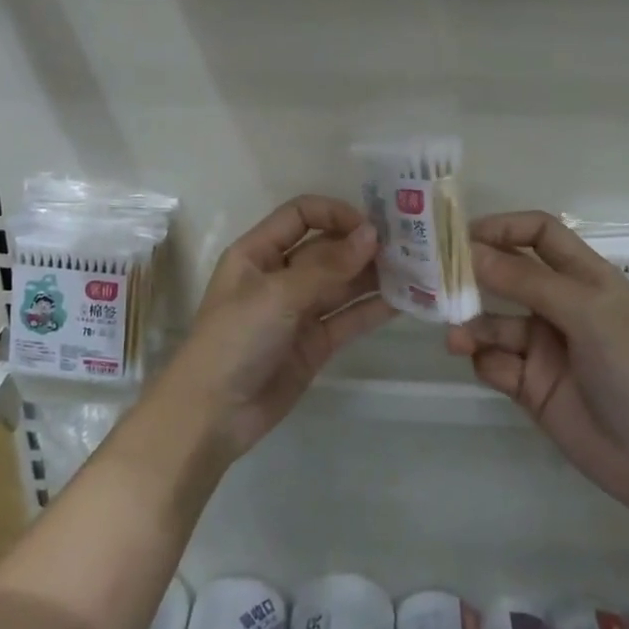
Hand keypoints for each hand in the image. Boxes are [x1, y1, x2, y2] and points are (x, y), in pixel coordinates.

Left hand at [170, 196, 394, 455]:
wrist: (212, 414)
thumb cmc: (235, 340)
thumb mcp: (277, 295)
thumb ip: (327, 266)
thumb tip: (371, 234)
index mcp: (258, 252)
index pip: (301, 215)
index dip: (335, 214)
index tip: (372, 226)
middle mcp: (280, 275)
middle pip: (327, 248)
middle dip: (362, 245)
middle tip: (409, 246)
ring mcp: (299, 310)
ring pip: (342, 283)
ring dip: (374, 276)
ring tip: (416, 270)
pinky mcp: (315, 343)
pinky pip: (348, 318)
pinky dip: (374, 309)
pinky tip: (407, 301)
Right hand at [446, 212, 628, 512]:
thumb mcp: (583, 310)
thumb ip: (524, 280)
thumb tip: (468, 250)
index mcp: (584, 278)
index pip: (539, 235)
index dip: (504, 228)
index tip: (462, 236)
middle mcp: (561, 306)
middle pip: (508, 276)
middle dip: (475, 277)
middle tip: (437, 281)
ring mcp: (544, 347)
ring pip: (494, 323)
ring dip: (473, 327)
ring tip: (457, 340)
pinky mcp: (530, 385)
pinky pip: (495, 363)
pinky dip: (487, 362)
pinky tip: (492, 371)